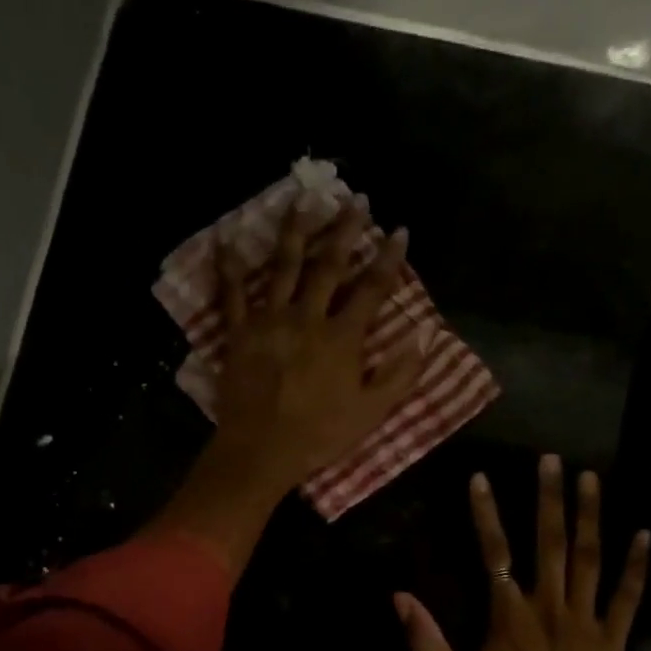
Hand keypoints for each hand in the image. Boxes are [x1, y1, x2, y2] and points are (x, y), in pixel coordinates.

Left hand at [146, 195, 422, 577]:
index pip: (371, 289)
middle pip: (328, 266)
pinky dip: (228, 266)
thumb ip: (399, 374)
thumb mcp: (371, 412)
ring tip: (304, 199)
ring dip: (296, 231)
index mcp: (342, 337)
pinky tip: (227, 238)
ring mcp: (270, 321)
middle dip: (345, 230)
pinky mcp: (239, 332)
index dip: (388, 259)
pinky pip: (231, 293)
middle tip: (355, 199)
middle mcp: (307, 318)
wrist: (262, 451)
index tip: (400, 230)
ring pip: (284, 267)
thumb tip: (423, 336)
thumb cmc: (319, 435)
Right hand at [395, 456, 650, 650]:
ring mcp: (585, 621)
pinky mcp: (612, 640)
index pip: (494, 551)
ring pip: (589, 558)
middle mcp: (549, 606)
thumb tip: (398, 596)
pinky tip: (645, 534)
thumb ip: (424, 640)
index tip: (481, 477)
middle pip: (549, 542)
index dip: (485, 513)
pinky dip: (637, 566)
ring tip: (591, 478)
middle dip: (549, 498)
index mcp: (509, 615)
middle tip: (552, 459)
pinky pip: (627, 597)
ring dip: (589, 516)